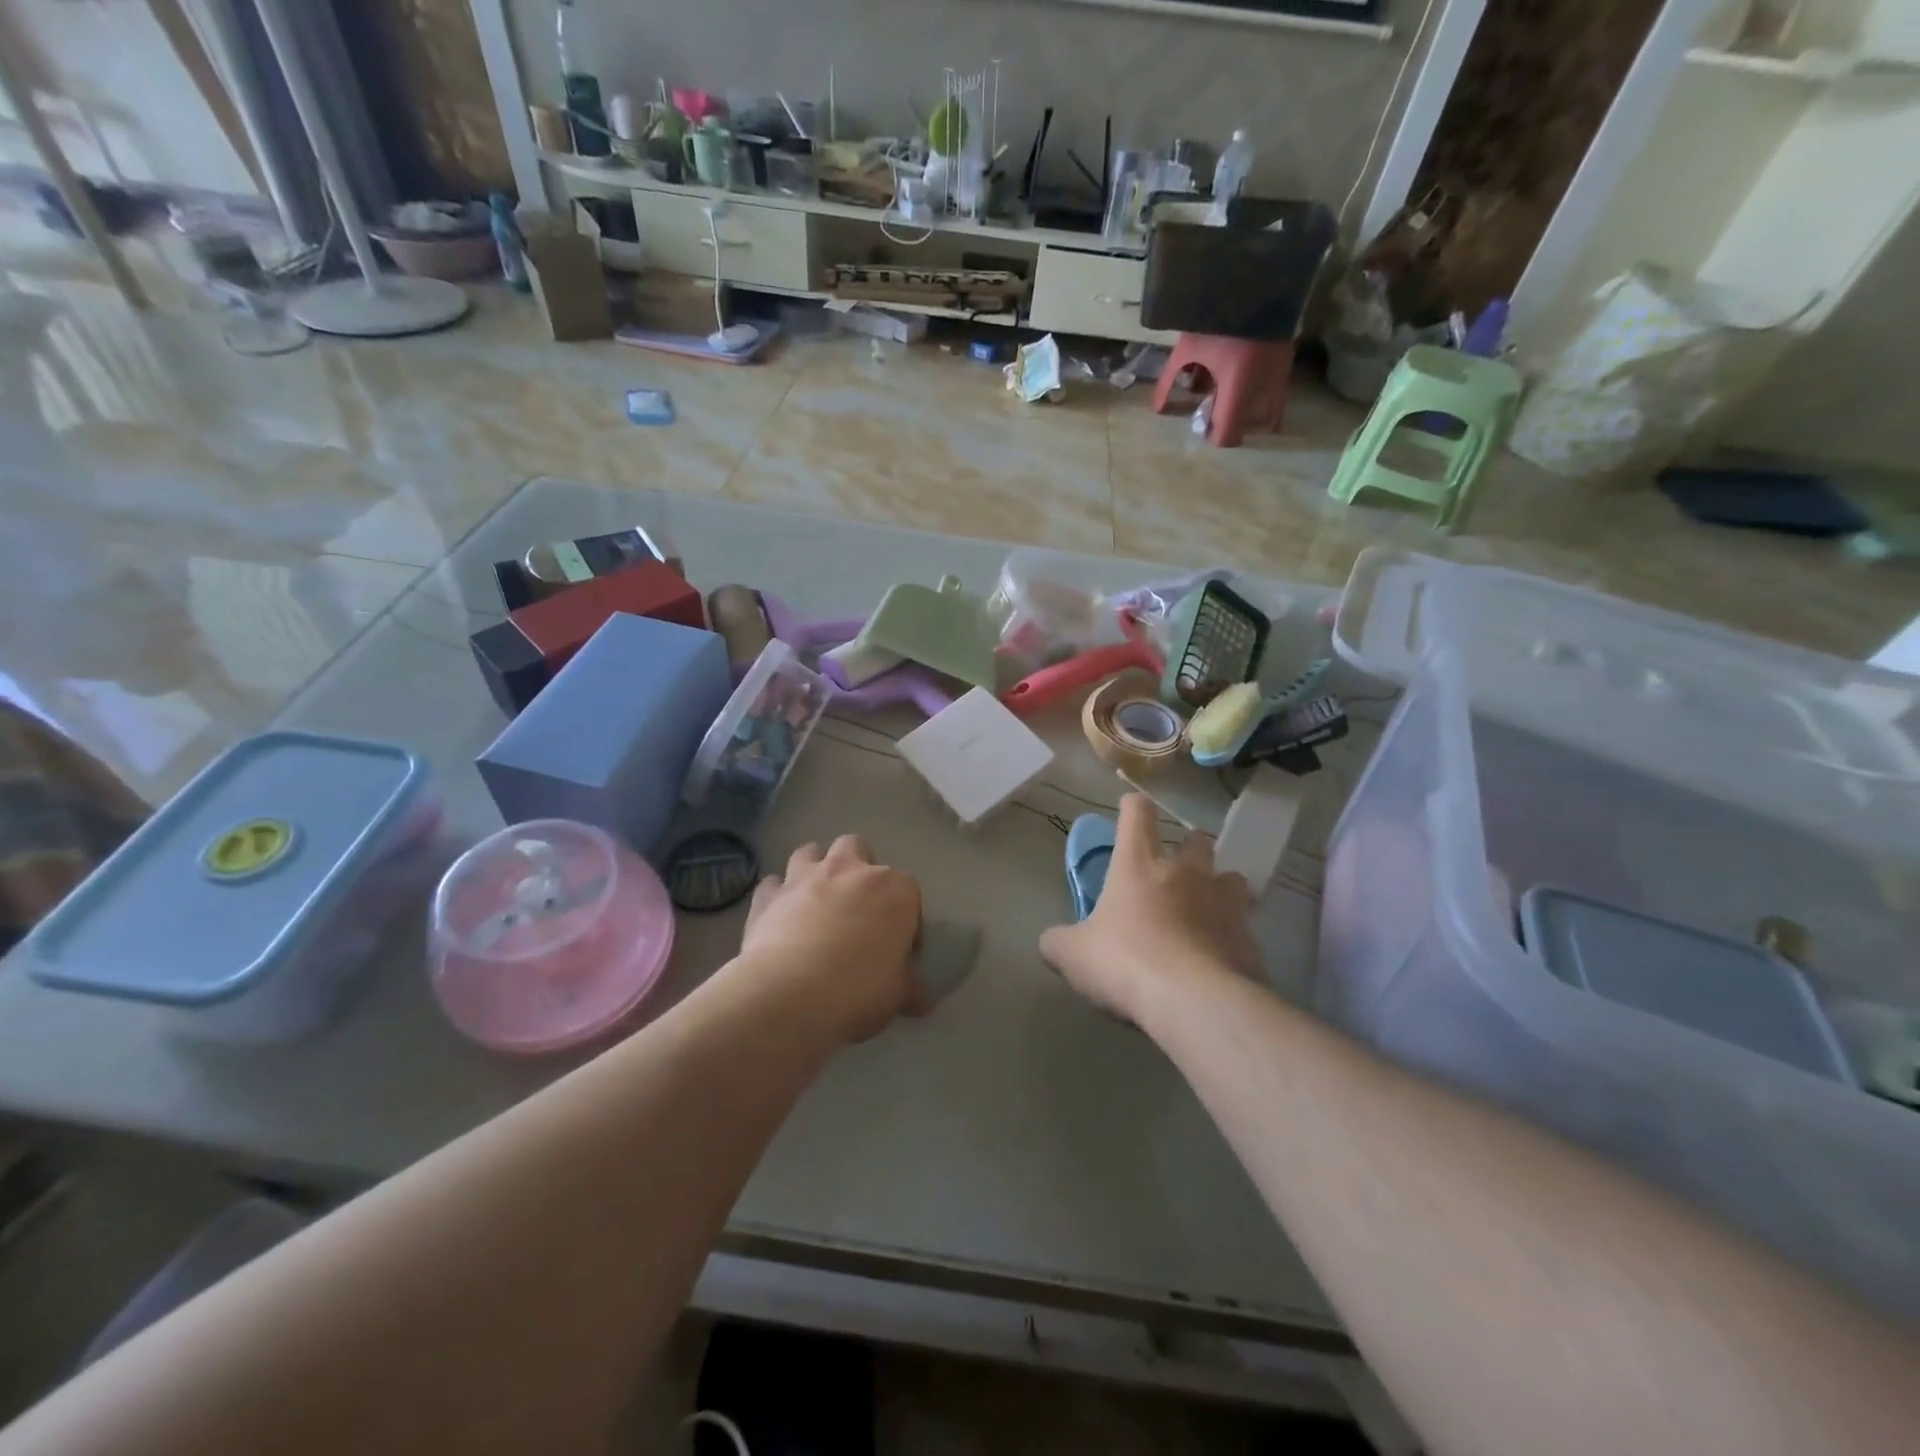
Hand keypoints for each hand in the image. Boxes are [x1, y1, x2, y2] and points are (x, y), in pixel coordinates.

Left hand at [737, 835, 923, 1043]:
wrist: (790, 994)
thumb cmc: (859, 989)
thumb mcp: (898, 995)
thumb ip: (910, 988)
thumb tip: (922, 1000)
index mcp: (894, 889)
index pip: (909, 892)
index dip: (906, 920)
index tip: (900, 948)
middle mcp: (851, 871)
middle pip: (858, 848)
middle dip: (858, 868)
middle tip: (857, 905)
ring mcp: (805, 878)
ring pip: (811, 851)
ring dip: (814, 869)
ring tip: (815, 900)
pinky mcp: (769, 896)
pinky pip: (772, 884)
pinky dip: (777, 895)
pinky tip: (778, 916)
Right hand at [1039, 795, 1259, 1025]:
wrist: (1194, 1001)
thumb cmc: (1125, 962)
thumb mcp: (1072, 955)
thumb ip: (1058, 942)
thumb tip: (1051, 942)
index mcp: (1138, 864)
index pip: (1137, 814)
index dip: (1133, 807)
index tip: (1131, 810)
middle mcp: (1186, 872)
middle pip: (1196, 840)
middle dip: (1188, 849)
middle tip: (1174, 873)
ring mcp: (1224, 903)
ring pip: (1231, 878)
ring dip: (1218, 889)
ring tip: (1206, 912)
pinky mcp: (1250, 939)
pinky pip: (1243, 928)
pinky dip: (1232, 938)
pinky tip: (1219, 960)